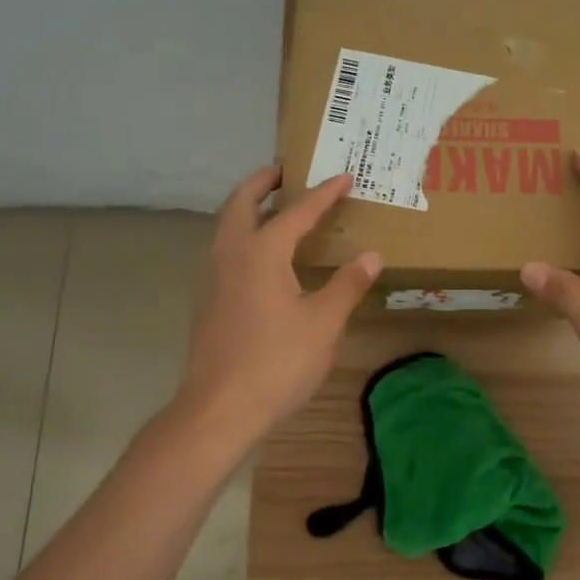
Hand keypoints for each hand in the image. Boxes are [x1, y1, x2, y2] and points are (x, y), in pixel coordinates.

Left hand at [178, 166, 379, 442]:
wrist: (218, 409)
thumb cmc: (276, 362)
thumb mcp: (323, 323)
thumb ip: (347, 285)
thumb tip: (372, 255)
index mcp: (261, 253)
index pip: (297, 212)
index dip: (323, 194)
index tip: (343, 177)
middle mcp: (231, 254)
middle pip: (241, 203)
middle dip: (263, 182)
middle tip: (285, 170)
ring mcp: (213, 277)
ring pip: (226, 225)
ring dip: (247, 206)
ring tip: (273, 206)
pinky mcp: (208, 300)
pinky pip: (225, 249)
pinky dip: (241, 233)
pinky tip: (261, 256)